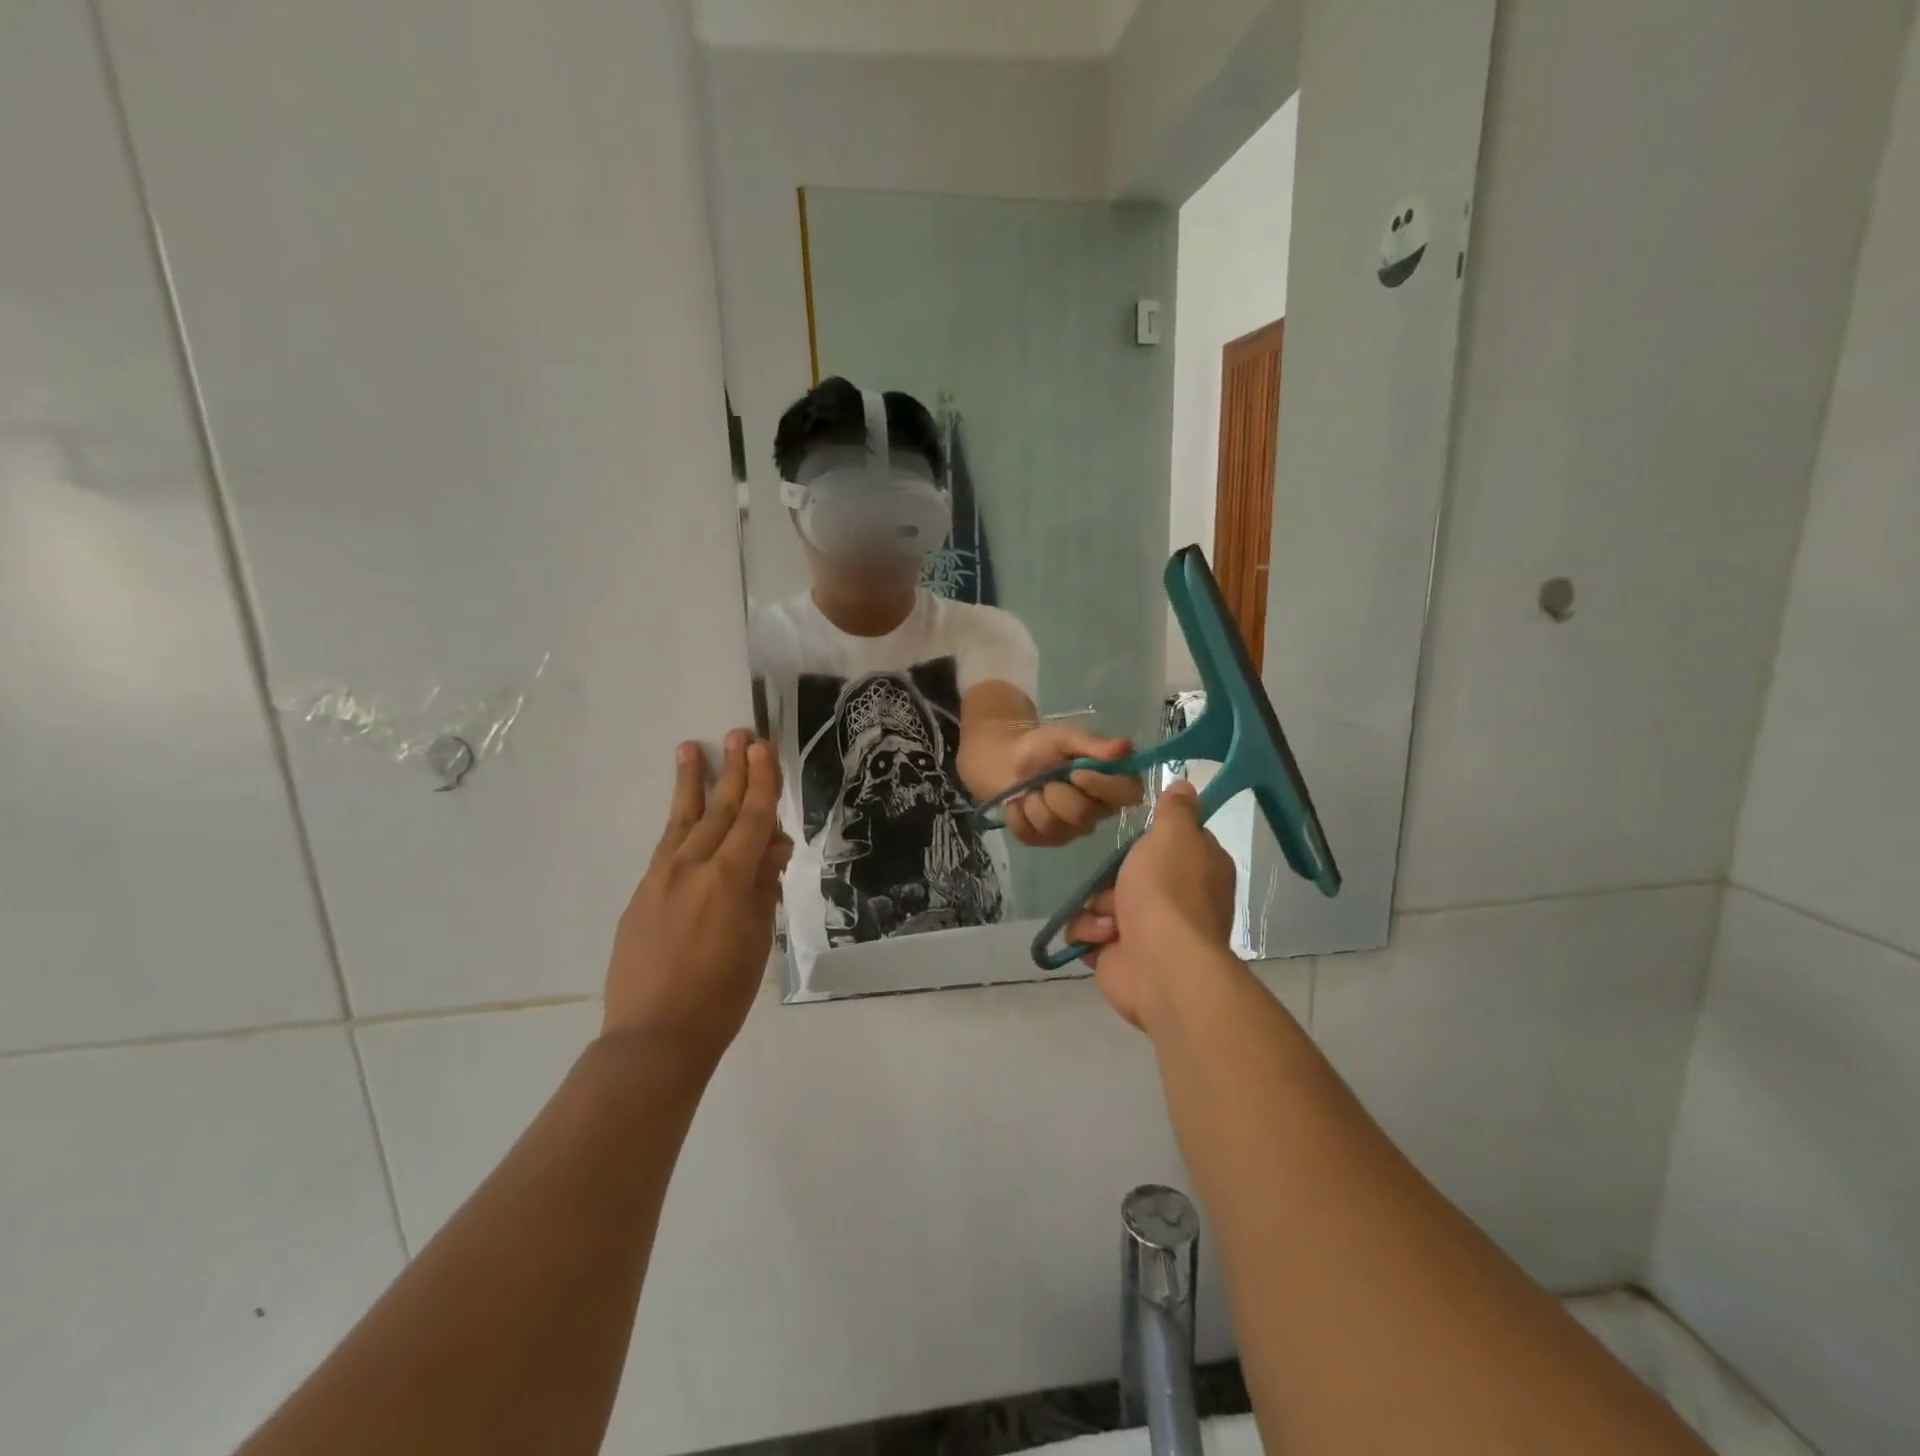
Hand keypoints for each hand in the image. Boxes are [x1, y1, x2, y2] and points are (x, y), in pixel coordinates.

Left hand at [601, 731, 792, 1073]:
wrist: (655, 1035)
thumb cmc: (722, 994)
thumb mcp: (757, 939)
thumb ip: (763, 886)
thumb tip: (772, 846)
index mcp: (728, 878)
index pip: (752, 818)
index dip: (761, 781)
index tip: (763, 748)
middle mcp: (692, 867)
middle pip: (718, 809)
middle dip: (732, 770)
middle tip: (737, 734)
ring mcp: (661, 878)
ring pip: (683, 820)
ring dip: (692, 783)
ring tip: (691, 748)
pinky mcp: (641, 894)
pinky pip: (665, 848)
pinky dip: (678, 823)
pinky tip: (682, 812)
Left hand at [1000, 725, 1144, 847]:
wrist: (1008, 761)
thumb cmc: (1044, 747)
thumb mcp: (1066, 737)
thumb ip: (1094, 744)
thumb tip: (1126, 747)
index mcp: (1112, 784)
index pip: (1129, 794)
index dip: (1103, 786)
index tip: (1076, 772)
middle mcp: (1098, 812)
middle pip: (1083, 814)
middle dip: (1057, 792)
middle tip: (1047, 778)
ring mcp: (1072, 831)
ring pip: (1054, 826)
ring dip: (1034, 802)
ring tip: (1032, 788)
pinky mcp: (1045, 841)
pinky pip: (1030, 835)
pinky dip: (1017, 814)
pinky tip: (1019, 802)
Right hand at [1066, 781, 1238, 1034]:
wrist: (1160, 963)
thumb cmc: (1167, 891)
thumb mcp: (1174, 835)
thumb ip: (1176, 810)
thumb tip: (1187, 786)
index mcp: (1200, 868)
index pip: (1174, 842)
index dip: (1153, 840)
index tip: (1136, 837)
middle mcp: (1178, 899)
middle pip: (1129, 872)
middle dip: (1112, 877)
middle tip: (1114, 879)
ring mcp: (1148, 930)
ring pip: (1103, 901)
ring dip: (1097, 907)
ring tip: (1109, 920)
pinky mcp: (1121, 956)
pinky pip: (1090, 932)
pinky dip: (1090, 933)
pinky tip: (1102, 939)